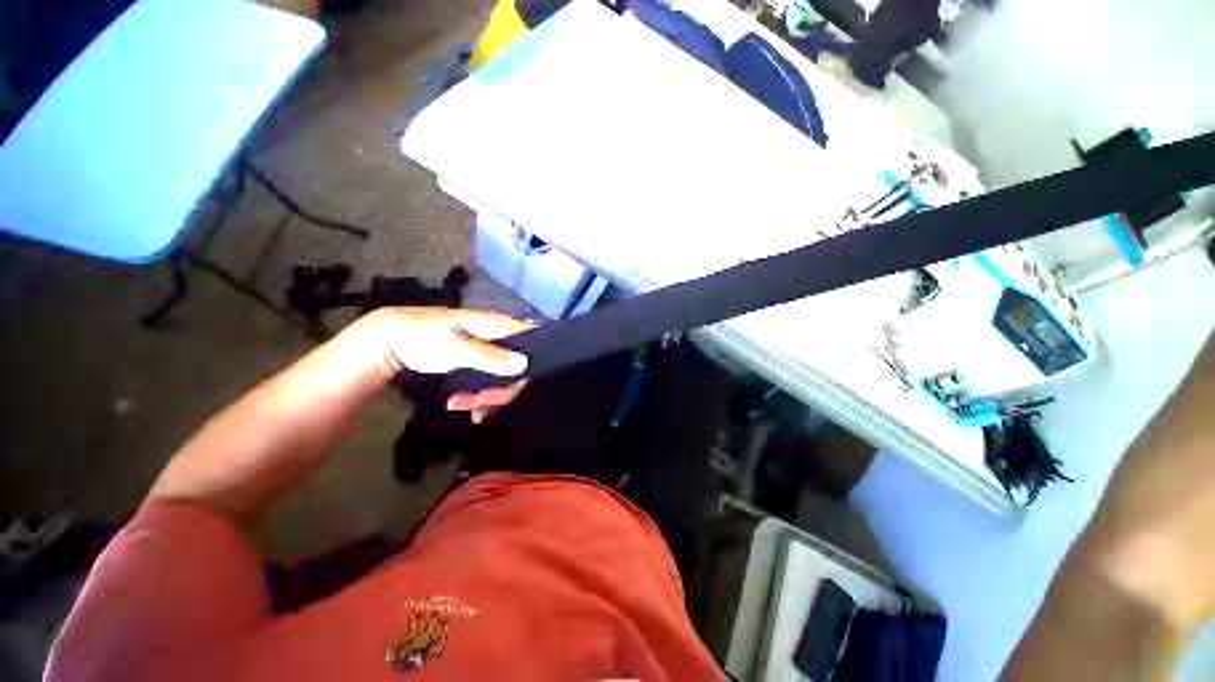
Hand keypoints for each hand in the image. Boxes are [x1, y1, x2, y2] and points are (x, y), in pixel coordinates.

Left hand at [348, 307, 532, 421]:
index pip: (531, 342)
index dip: (531, 364)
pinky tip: (461, 404)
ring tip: (463, 406)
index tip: (515, 386)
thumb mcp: (456, 347)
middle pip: (517, 367)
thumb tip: (524, 364)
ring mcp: (488, 352)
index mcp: (499, 327)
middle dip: (500, 390)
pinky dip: (477, 396)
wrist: (390, 340)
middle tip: (481, 404)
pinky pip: (487, 382)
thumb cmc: (424, 337)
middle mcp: (499, 339)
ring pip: (502, 378)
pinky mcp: (476, 363)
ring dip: (486, 397)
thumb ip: (490, 356)